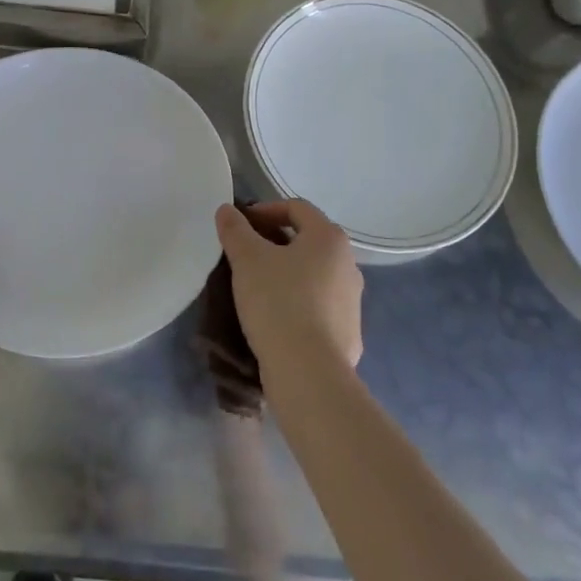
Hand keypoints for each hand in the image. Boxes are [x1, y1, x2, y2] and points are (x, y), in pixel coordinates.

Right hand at [215, 198, 361, 371]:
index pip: (297, 208)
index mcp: (329, 238)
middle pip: (308, 240)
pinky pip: (318, 305)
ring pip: (314, 274)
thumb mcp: (247, 259)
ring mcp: (352, 301)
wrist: (308, 373)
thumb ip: (236, 230)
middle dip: (275, 242)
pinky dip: (297, 302)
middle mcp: (348, 264)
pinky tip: (275, 318)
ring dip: (287, 273)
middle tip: (245, 254)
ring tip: (257, 287)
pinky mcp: (349, 332)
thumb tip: (227, 210)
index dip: (265, 210)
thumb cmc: (278, 302)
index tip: (240, 226)